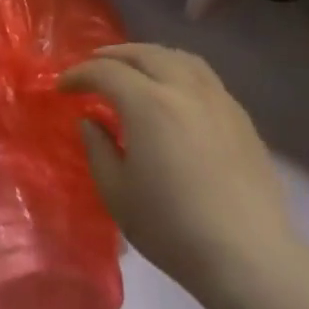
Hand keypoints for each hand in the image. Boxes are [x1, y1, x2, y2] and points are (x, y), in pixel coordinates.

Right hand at [60, 44, 302, 302]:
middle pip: (145, 54)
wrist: (246, 254)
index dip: (79, 75)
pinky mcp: (241, 117)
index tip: (62, 88)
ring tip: (134, 68)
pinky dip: (178, 71)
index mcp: (149, 104)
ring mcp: (219, 100)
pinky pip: (204, 77)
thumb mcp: (117, 192)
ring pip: (180, 58)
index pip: (106, 72)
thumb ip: (98, 149)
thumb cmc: (171, 227)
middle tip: (92, 66)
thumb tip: (90, 122)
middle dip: (113, 55)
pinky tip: (174, 93)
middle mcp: (185, 89)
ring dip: (149, 56)